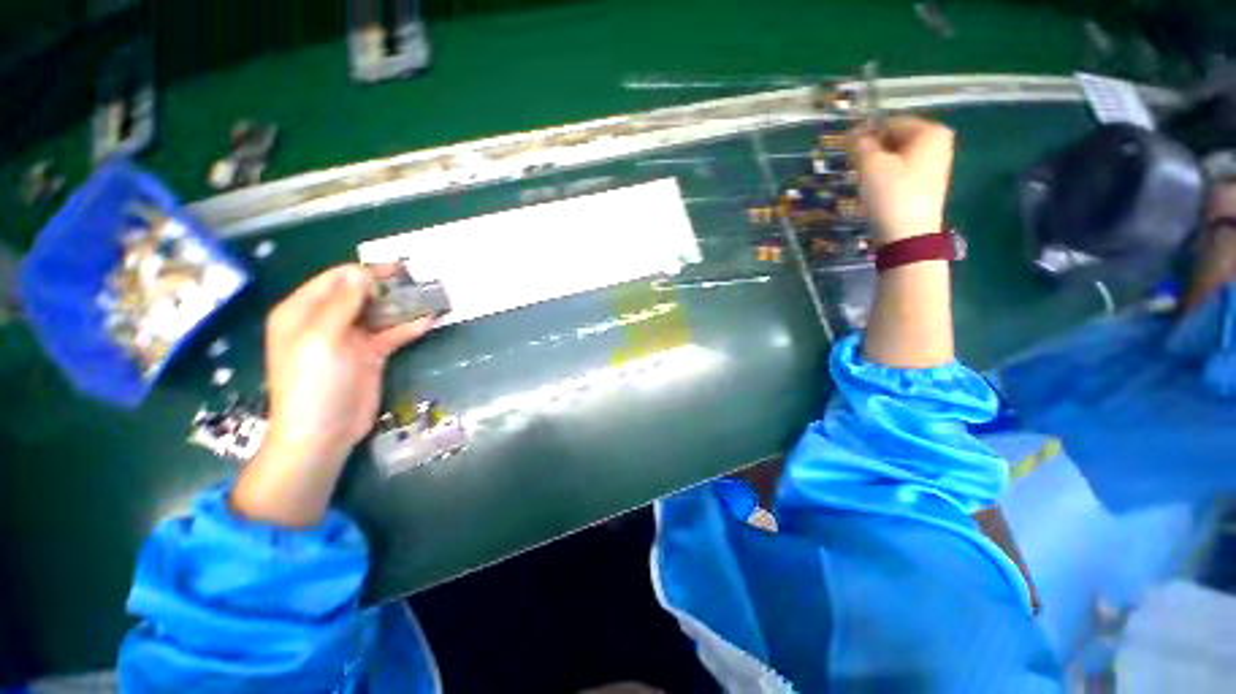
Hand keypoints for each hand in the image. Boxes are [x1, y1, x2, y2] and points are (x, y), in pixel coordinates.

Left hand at [233, 265, 432, 525]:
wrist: (324, 431)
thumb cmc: (314, 382)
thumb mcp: (322, 338)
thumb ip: (342, 303)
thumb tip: (361, 272)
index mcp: (303, 312)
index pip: (335, 280)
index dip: (365, 271)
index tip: (398, 268)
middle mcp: (325, 321)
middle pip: (360, 294)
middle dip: (387, 287)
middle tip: (419, 281)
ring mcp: (350, 339)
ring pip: (379, 313)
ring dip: (402, 306)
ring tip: (430, 297)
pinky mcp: (370, 355)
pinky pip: (391, 335)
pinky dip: (408, 328)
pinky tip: (429, 322)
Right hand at [849, 116, 954, 244]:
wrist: (908, 234)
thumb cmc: (892, 194)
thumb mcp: (870, 165)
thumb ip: (860, 144)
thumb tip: (854, 135)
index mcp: (930, 131)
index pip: (889, 123)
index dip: (865, 134)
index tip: (847, 150)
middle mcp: (938, 142)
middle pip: (896, 138)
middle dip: (873, 150)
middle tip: (853, 166)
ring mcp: (936, 163)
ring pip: (897, 155)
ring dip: (877, 163)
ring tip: (863, 179)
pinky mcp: (928, 182)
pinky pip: (903, 169)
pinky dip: (887, 175)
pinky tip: (875, 189)